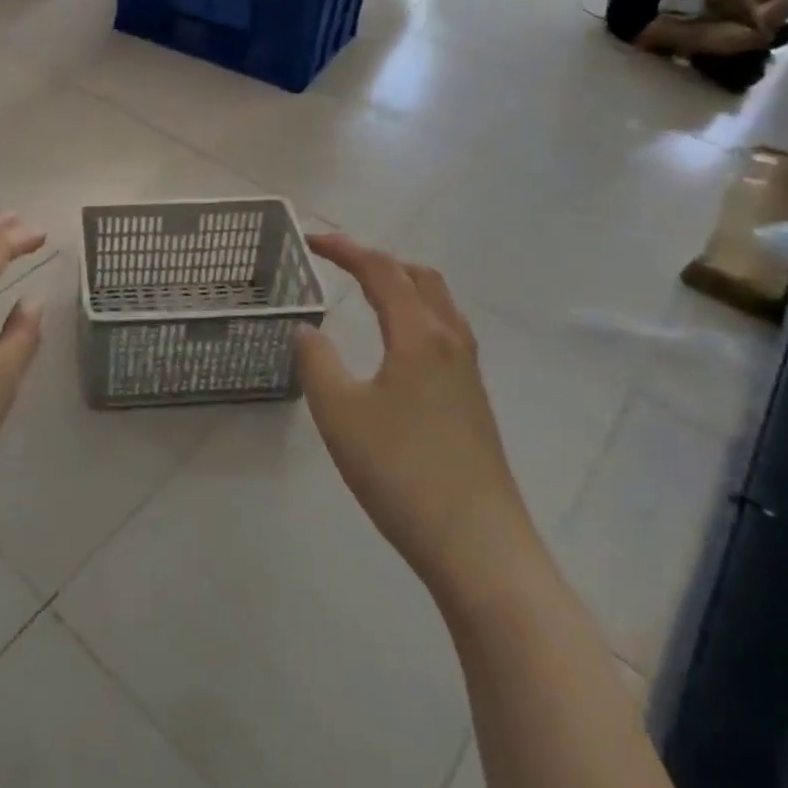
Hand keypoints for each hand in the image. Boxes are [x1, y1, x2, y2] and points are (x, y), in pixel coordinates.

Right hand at [294, 234, 533, 591]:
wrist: (478, 547)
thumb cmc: (401, 471)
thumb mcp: (339, 413)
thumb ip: (316, 361)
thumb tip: (309, 330)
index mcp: (419, 335)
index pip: (381, 271)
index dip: (344, 248)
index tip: (310, 240)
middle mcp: (450, 342)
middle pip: (420, 277)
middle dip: (379, 259)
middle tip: (339, 261)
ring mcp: (468, 373)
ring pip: (439, 304)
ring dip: (403, 285)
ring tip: (368, 292)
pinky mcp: (473, 401)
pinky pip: (444, 333)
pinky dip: (416, 314)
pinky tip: (397, 344)